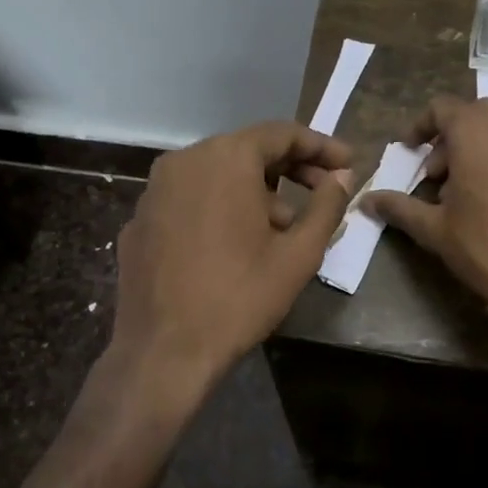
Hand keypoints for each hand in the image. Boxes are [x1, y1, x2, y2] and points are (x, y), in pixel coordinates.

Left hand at [107, 122, 354, 416]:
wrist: (163, 352)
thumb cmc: (239, 297)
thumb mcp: (298, 254)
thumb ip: (326, 206)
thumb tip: (342, 177)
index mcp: (225, 158)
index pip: (281, 134)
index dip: (320, 146)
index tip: (347, 162)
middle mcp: (184, 160)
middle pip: (247, 150)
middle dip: (289, 169)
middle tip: (323, 190)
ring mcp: (155, 190)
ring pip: (216, 174)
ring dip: (254, 191)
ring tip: (281, 228)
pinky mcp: (140, 220)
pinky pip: (189, 199)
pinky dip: (218, 208)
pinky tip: (234, 244)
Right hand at [363, 97, 487, 341]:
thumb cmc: (487, 246)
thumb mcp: (435, 229)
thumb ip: (398, 207)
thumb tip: (366, 201)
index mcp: (474, 130)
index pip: (441, 108)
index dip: (420, 127)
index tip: (408, 151)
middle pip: (470, 115)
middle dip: (447, 140)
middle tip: (434, 177)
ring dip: (473, 147)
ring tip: (462, 190)